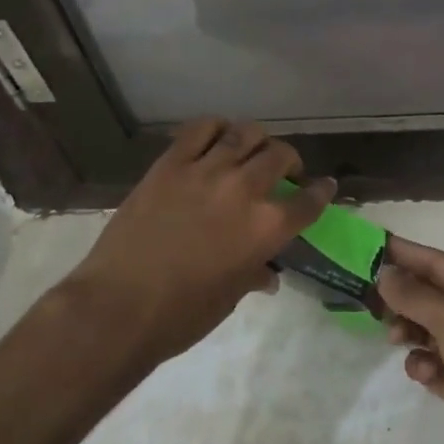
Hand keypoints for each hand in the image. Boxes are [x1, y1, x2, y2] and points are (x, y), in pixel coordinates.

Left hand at [64, 119, 333, 364]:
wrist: (120, 306)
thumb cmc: (182, 315)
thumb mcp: (229, 297)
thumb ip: (253, 273)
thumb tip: (267, 275)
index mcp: (267, 227)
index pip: (308, 201)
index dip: (321, 191)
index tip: (324, 186)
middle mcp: (244, 190)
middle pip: (280, 155)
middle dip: (289, 161)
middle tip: (283, 170)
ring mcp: (206, 171)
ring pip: (245, 133)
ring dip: (256, 140)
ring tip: (251, 150)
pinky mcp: (171, 164)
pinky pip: (200, 129)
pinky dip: (216, 128)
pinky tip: (217, 137)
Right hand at [379, 237, 443, 443]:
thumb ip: (415, 296)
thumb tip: (384, 273)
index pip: (436, 263)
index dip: (404, 253)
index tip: (369, 246)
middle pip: (427, 296)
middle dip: (400, 297)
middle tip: (368, 299)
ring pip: (424, 329)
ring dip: (407, 330)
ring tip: (396, 339)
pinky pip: (429, 362)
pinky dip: (422, 365)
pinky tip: (426, 374)